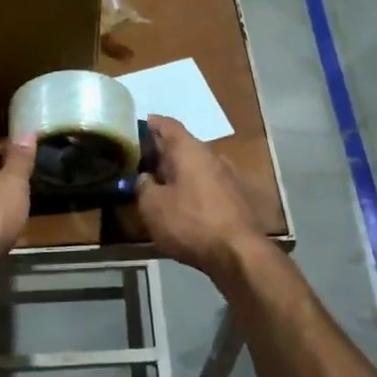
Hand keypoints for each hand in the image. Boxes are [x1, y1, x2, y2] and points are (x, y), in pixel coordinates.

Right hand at [134, 115, 265, 279]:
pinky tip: (182, 204)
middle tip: (142, 162)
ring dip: (179, 173)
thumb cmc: (190, 222)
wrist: (238, 253)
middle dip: (163, 152)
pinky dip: (192, 189)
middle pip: (183, 146)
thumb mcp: (152, 206)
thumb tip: (145, 177)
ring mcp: (228, 176)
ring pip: (196, 167)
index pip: (168, 125)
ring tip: (160, 185)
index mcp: (189, 150)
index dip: (151, 123)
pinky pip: (207, 185)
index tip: (138, 125)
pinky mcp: (236, 198)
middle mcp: (212, 156)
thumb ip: (144, 186)